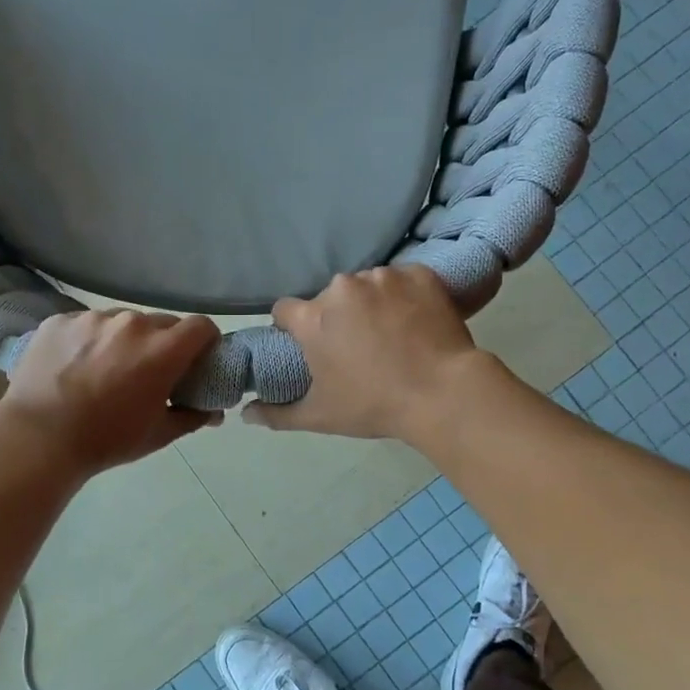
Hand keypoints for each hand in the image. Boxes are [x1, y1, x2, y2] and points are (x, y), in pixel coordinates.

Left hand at [0, 310, 221, 474]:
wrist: (38, 437)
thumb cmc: (106, 440)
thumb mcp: (157, 434)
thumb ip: (192, 417)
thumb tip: (213, 412)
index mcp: (162, 350)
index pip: (200, 326)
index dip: (205, 341)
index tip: (197, 359)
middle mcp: (131, 323)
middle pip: (161, 323)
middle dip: (163, 344)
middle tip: (148, 372)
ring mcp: (92, 318)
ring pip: (121, 321)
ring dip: (123, 340)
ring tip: (104, 369)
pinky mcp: (60, 320)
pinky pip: (86, 324)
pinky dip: (88, 340)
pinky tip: (73, 366)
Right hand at [241, 266, 491, 441]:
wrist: (443, 393)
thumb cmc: (374, 405)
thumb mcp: (320, 416)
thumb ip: (276, 414)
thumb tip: (245, 415)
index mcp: (313, 318)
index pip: (285, 310)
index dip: (292, 328)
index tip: (309, 346)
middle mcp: (342, 288)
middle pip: (328, 299)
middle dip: (337, 318)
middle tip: (359, 347)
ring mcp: (383, 277)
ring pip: (366, 286)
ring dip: (371, 304)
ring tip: (392, 334)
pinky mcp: (419, 274)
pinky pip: (403, 280)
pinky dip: (405, 296)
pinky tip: (416, 321)